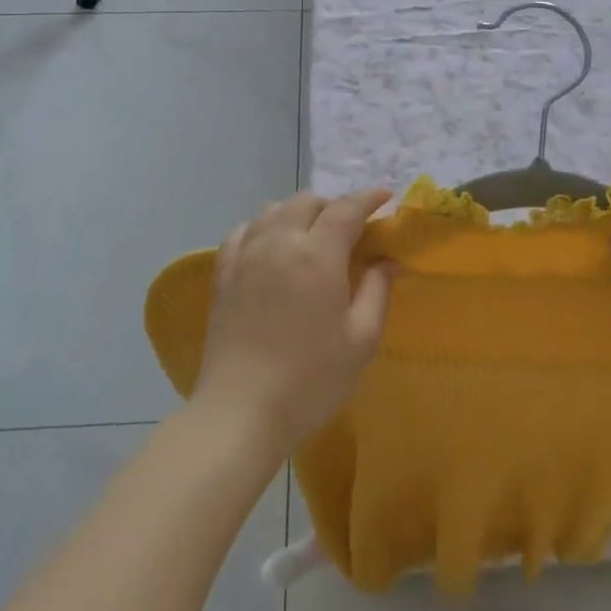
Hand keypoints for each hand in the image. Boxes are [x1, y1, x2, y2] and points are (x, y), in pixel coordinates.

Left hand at [195, 189, 394, 452]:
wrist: (241, 411)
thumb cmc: (311, 379)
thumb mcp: (361, 339)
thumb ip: (377, 290)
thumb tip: (387, 260)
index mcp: (317, 254)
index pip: (346, 208)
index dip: (368, 198)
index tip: (385, 198)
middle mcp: (279, 242)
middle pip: (307, 201)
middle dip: (334, 205)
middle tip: (351, 228)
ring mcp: (246, 256)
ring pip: (273, 210)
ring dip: (298, 212)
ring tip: (312, 234)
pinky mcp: (223, 275)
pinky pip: (243, 231)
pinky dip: (263, 227)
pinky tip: (271, 245)